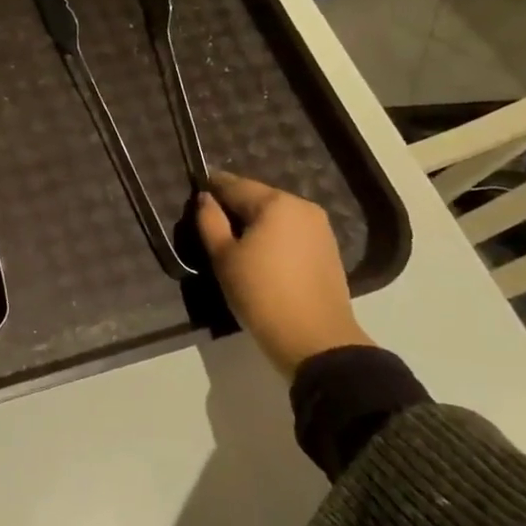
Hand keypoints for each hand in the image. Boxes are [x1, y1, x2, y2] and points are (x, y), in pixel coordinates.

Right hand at [194, 170, 371, 376]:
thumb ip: (210, 221)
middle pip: (259, 198)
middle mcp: (302, 207)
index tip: (196, 193)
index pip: (235, 185)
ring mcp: (320, 228)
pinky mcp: (328, 250)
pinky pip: (292, 232)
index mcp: (276, 203)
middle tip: (212, 222)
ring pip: (277, 216)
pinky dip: (274, 237)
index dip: (213, 187)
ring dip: (256, 222)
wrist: (315, 339)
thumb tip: (205, 198)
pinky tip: (262, 255)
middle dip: (236, 206)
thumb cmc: (261, 293)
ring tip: (236, 241)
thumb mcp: (224, 257)